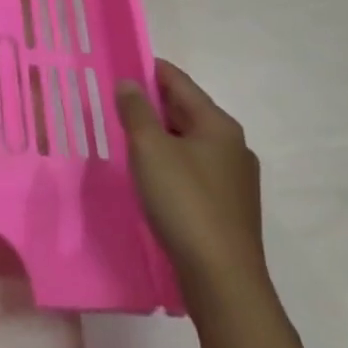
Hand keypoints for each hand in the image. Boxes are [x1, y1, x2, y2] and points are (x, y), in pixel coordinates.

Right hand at [116, 60, 268, 312]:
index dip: (146, 69)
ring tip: (126, 138)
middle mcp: (232, 145)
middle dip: (150, 104)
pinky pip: (194, 169)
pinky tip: (150, 176)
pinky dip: (170, 162)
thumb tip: (129, 82)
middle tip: (113, 103)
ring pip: (189, 142)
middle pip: (185, 110)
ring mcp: (234, 179)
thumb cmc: (185, 203)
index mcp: (218, 124)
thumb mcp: (150, 149)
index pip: (178, 81)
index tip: (117, 66)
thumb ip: (136, 110)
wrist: (223, 281)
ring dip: (159, 136)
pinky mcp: (229, 207)